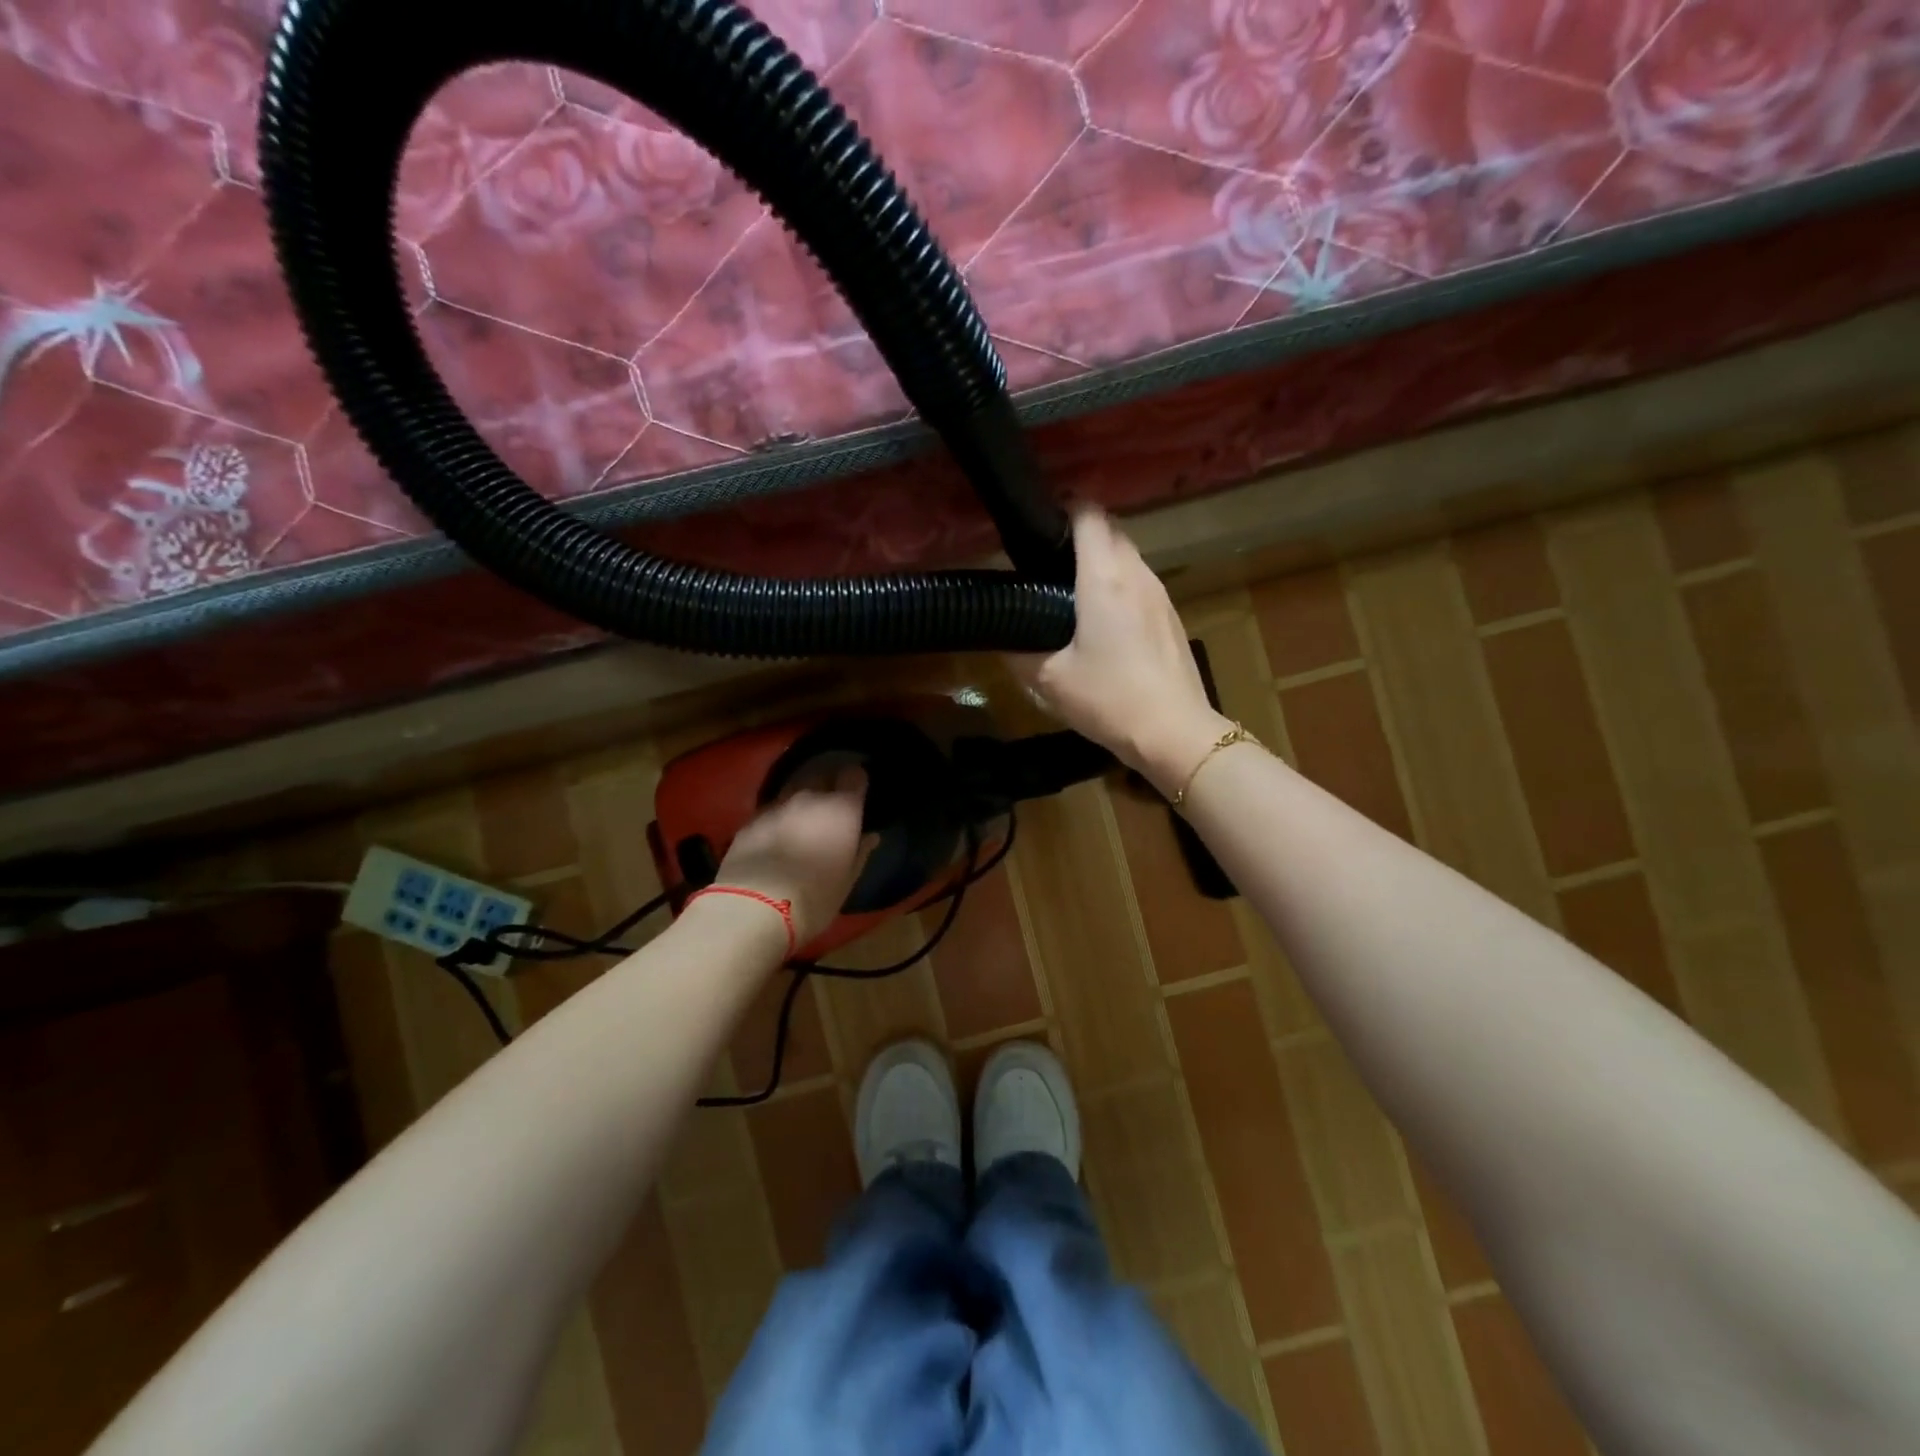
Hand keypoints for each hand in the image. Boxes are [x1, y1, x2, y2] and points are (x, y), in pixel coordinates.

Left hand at [714, 766, 869, 945]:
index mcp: (842, 809)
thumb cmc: (814, 897)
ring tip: (801, 822)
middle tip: (830, 808)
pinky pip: (770, 811)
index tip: (857, 793)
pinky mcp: (750, 820)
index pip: (854, 776)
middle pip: (822, 776)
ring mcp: (776, 806)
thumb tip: (870, 836)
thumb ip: (860, 852)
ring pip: (793, 791)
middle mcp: (810, 797)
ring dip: (800, 802)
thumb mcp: (847, 881)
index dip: (856, 782)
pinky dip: (777, 819)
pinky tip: (775, 838)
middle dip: (828, 786)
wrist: (753, 908)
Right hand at [1009, 509, 1229, 794]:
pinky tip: (1102, 621)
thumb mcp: (1050, 680)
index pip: (1088, 513)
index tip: (1037, 525)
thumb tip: (1002, 640)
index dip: (1062, 508)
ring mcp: (1160, 593)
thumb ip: (1019, 653)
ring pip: (1128, 555)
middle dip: (1079, 534)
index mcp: (1104, 578)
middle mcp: (1136, 573)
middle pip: (1109, 529)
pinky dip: (1119, 584)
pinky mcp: (1170, 615)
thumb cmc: (1109, 699)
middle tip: (1046, 562)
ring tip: (1070, 591)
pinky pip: (1140, 581)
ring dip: (1101, 560)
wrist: (1174, 732)